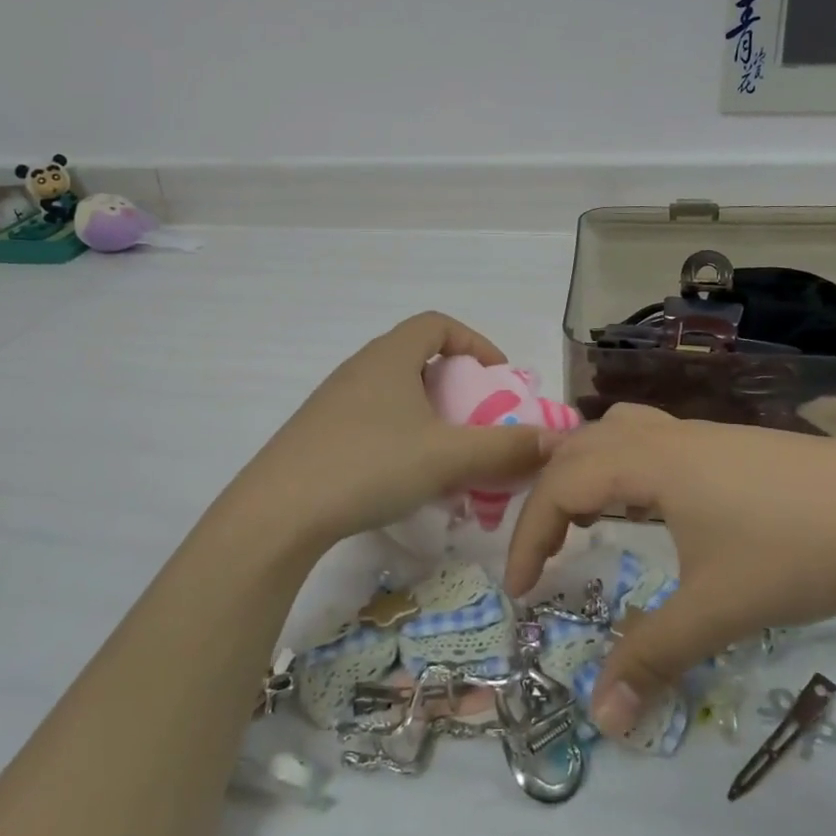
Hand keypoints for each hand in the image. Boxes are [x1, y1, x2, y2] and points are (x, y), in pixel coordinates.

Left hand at [226, 312, 559, 555]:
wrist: (279, 512)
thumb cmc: (369, 466)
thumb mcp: (446, 457)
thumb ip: (505, 449)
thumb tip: (556, 441)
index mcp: (389, 356)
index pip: (436, 324)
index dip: (474, 342)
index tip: (497, 377)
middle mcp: (360, 368)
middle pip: (416, 358)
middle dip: (456, 386)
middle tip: (477, 421)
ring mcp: (334, 401)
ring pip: (394, 393)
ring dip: (428, 416)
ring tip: (447, 455)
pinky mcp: (318, 434)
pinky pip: (372, 420)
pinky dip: (400, 436)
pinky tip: (405, 478)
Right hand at [504, 404, 835, 735]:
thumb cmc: (798, 552)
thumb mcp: (719, 609)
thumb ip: (652, 657)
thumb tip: (600, 719)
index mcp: (646, 462)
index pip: (559, 487)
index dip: (528, 537)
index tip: (520, 592)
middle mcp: (662, 436)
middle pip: (576, 449)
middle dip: (546, 500)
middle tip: (542, 557)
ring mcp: (698, 434)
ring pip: (613, 433)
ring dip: (584, 471)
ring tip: (582, 517)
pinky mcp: (727, 445)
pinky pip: (649, 441)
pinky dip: (622, 468)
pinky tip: (650, 507)